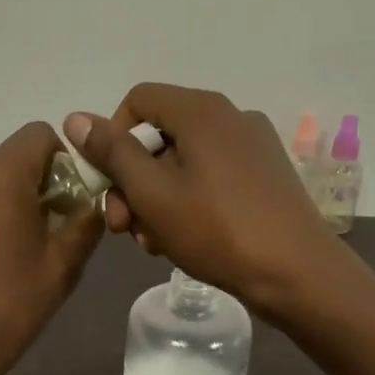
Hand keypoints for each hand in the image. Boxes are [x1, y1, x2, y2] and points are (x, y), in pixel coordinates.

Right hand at [63, 84, 340, 319]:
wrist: (298, 274)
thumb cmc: (217, 230)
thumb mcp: (152, 194)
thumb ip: (112, 153)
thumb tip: (75, 118)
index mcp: (202, 111)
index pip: (137, 100)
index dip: (112, 137)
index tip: (109, 184)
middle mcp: (230, 116)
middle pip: (160, 135)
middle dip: (132, 181)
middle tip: (123, 229)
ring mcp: (253, 145)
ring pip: (184, 161)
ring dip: (157, 198)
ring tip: (154, 243)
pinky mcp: (266, 175)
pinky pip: (212, 176)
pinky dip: (189, 201)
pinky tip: (186, 240)